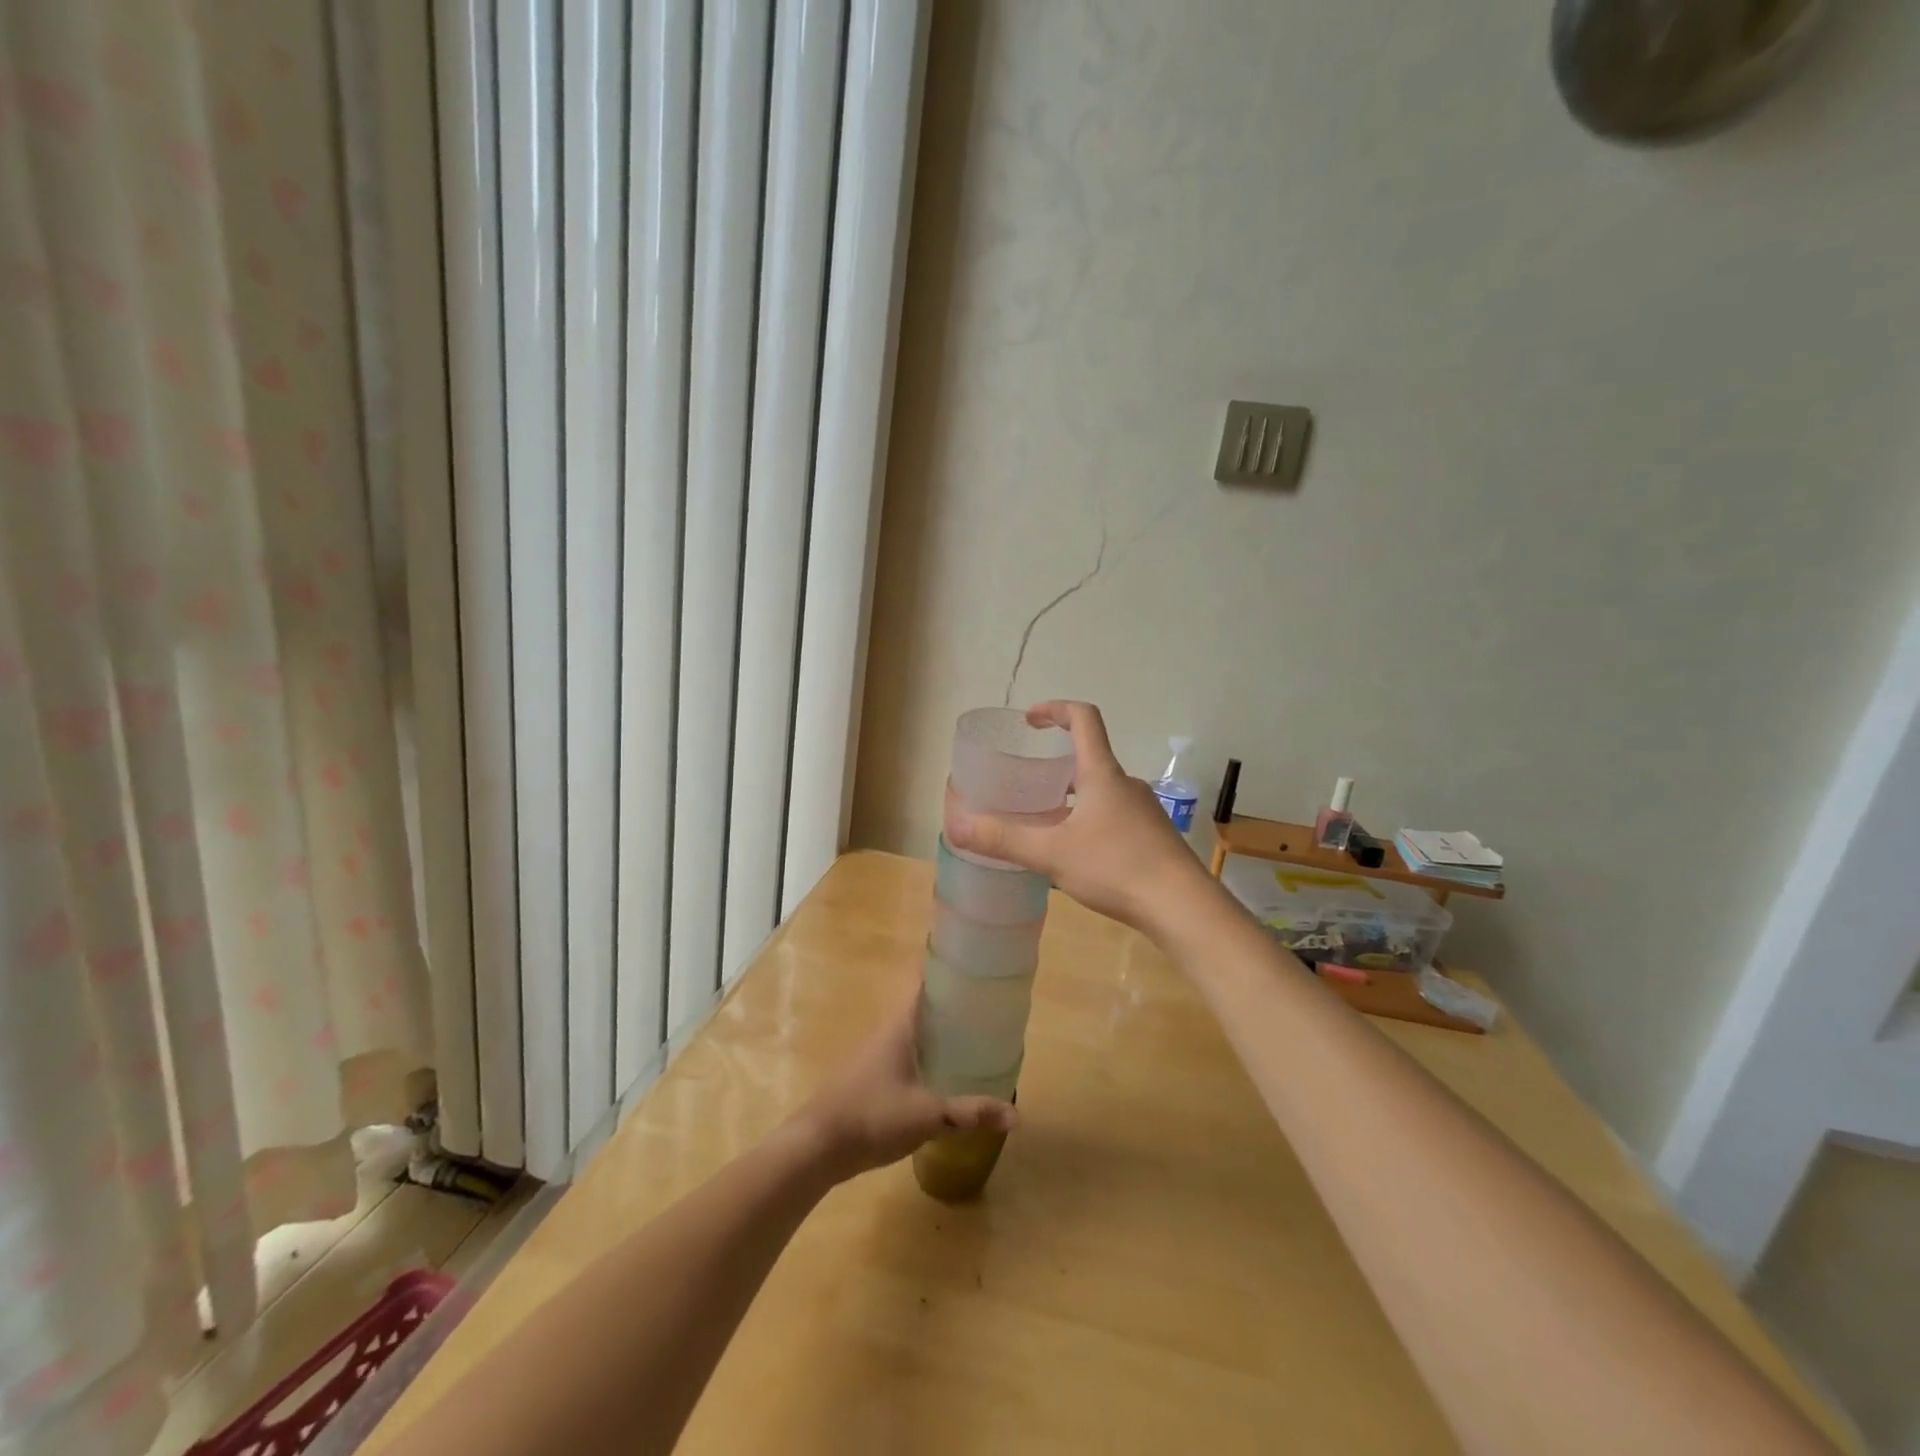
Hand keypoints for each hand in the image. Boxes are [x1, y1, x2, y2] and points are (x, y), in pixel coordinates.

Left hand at [787, 990, 1016, 1183]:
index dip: (950, 972)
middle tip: (990, 1008)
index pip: (926, 983)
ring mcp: (877, 1054)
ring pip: (916, 1033)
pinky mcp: (872, 1077)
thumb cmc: (872, 1116)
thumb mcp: (927, 1115)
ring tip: (975, 1038)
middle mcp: (888, 1031)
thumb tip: (1017, 1116)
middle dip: (954, 1005)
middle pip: (925, 1007)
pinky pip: (907, 1055)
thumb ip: (970, 1113)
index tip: (978, 968)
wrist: (817, 1146)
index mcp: (901, 1025)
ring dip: (940, 1033)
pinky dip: (928, 1056)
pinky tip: (945, 1075)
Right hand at [945, 701, 1216, 936]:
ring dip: (1072, 797)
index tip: (1030, 720)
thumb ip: (1004, 840)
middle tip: (1026, 785)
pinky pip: (1113, 816)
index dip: (1055, 709)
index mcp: (1103, 774)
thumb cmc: (1117, 867)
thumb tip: (956, 827)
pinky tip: (1076, 855)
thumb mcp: (1052, 854)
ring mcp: (1143, 811)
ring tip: (1045, 823)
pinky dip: (1089, 821)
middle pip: (1089, 758)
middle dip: (1055, 766)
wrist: (1183, 907)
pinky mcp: (1152, 837)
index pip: (1083, 719)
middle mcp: (1126, 784)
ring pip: (1101, 791)